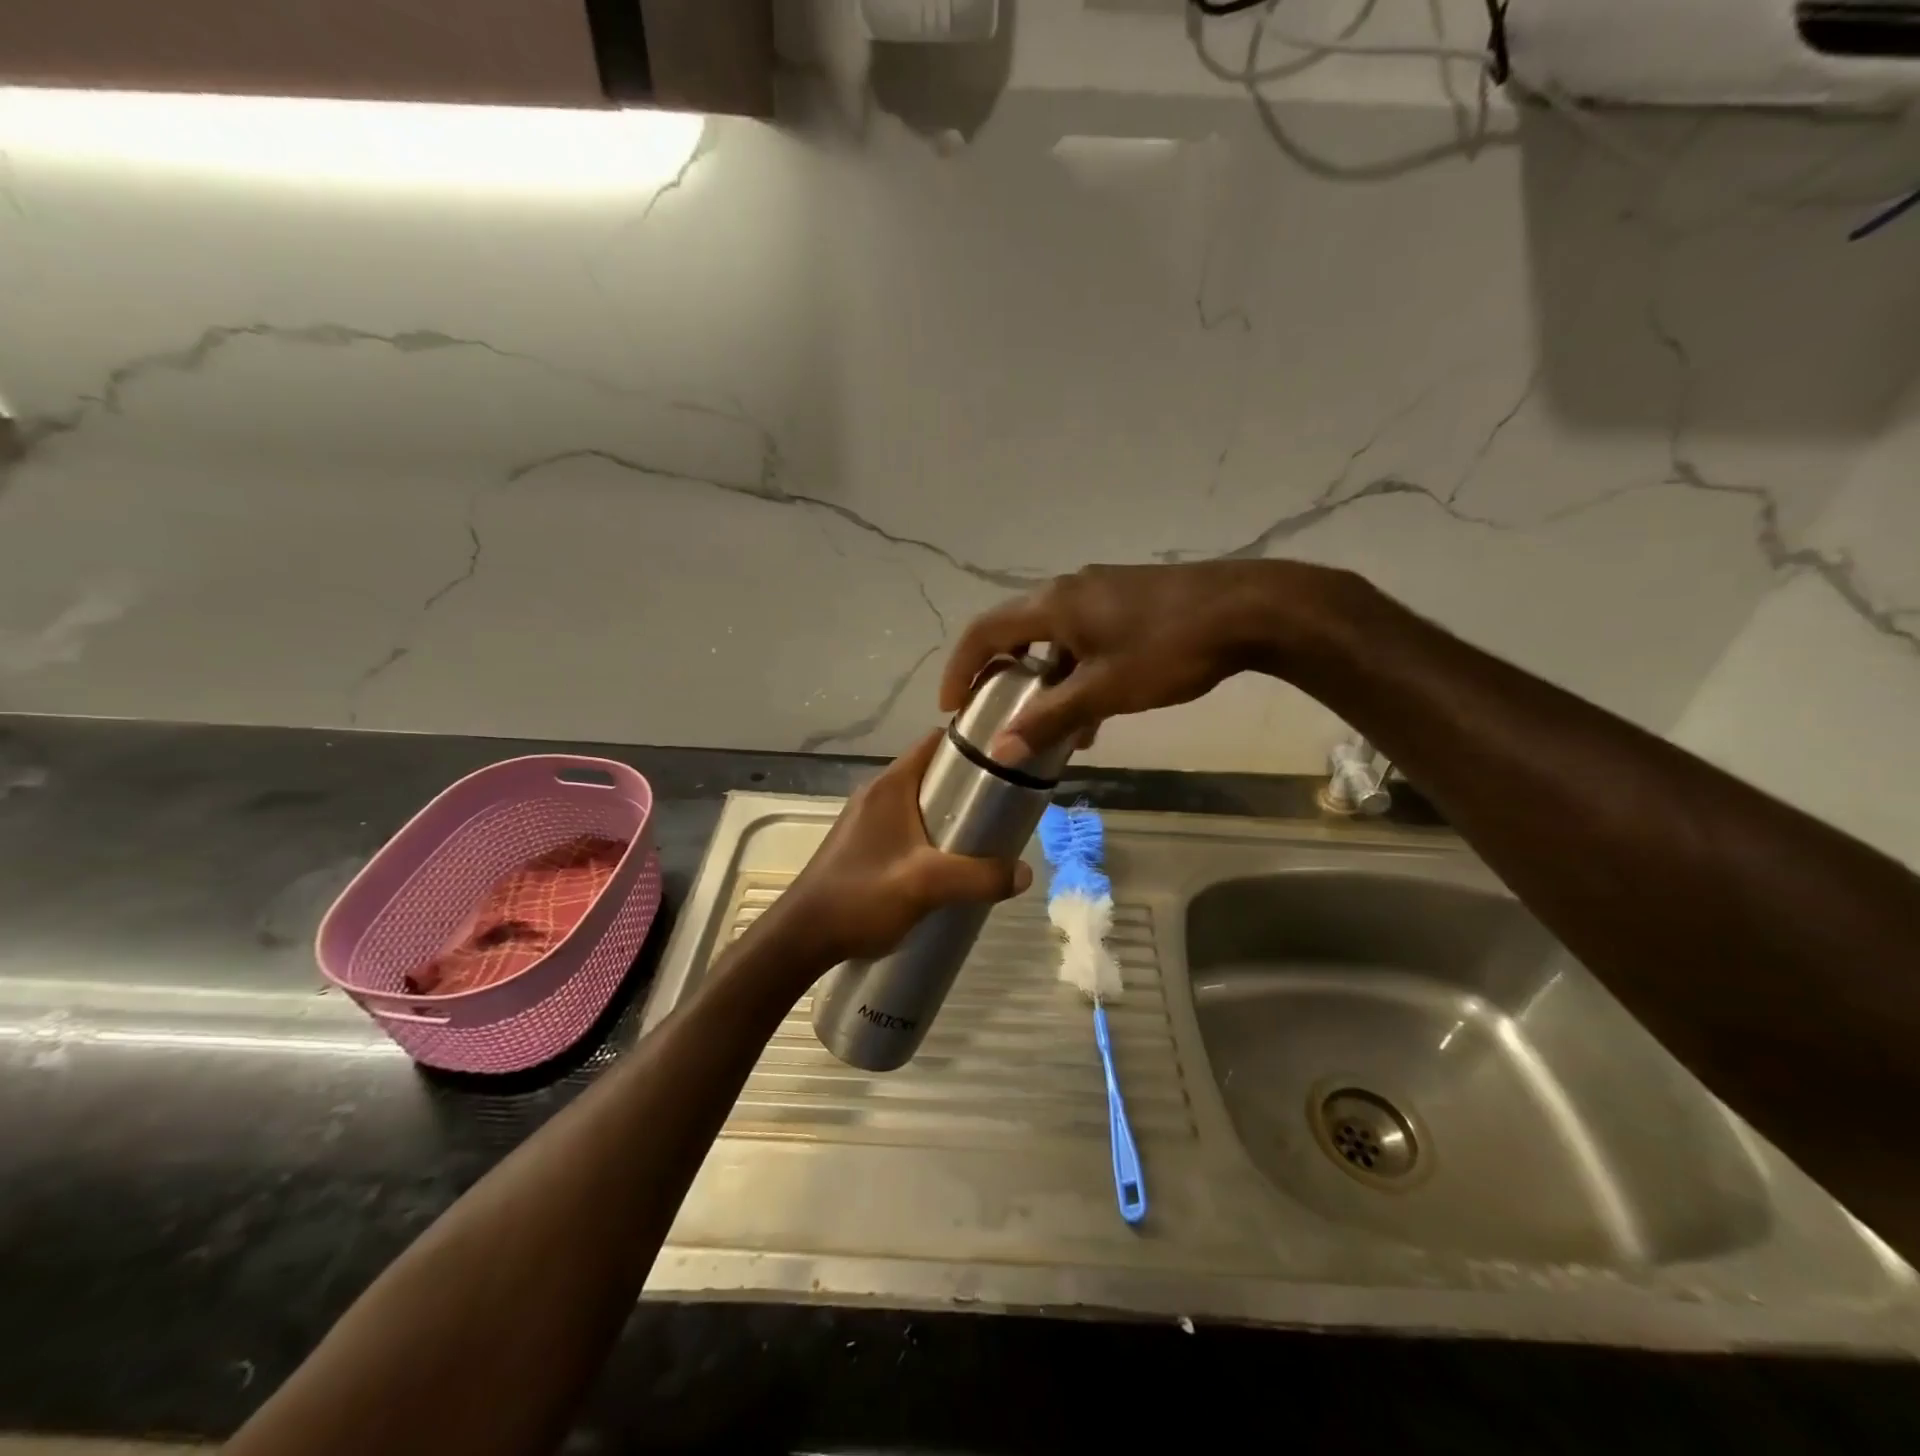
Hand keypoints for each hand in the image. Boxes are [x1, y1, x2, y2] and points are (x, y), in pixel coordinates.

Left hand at [772, 731, 1032, 966]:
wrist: (801, 937)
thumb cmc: (862, 897)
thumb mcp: (928, 885)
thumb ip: (980, 877)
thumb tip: (1025, 872)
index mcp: (890, 786)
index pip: (935, 742)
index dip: (971, 746)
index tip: (1004, 763)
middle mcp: (877, 794)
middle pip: (931, 774)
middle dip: (967, 788)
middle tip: (1001, 811)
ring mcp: (866, 820)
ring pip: (919, 804)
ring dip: (949, 817)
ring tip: (981, 842)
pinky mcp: (862, 845)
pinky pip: (906, 828)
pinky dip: (930, 837)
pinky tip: (947, 868)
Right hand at [939, 561, 1348, 761]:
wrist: (1250, 608)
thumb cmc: (1169, 649)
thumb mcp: (1105, 691)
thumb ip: (1051, 719)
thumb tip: (1001, 751)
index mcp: (1053, 605)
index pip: (985, 632)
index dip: (961, 668)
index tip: (952, 706)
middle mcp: (1068, 590)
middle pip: (1016, 632)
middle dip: (1002, 676)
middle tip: (995, 713)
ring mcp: (1101, 592)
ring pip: (1055, 639)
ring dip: (1046, 681)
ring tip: (1054, 728)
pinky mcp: (1129, 599)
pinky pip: (1085, 637)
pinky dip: (1077, 671)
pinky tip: (1098, 708)